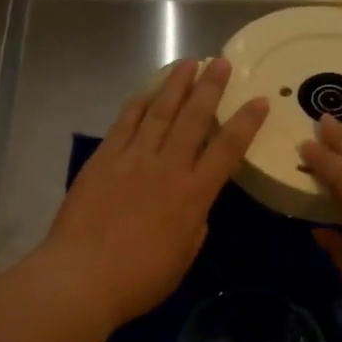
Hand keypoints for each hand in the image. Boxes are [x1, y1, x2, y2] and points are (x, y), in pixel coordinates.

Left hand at [38, 58, 267, 328]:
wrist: (82, 277)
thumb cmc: (138, 280)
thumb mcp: (182, 259)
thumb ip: (194, 227)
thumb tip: (195, 208)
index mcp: (193, 196)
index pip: (227, 150)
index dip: (246, 123)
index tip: (259, 101)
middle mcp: (167, 168)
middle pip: (194, 119)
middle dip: (210, 88)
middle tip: (221, 62)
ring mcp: (133, 159)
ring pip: (160, 112)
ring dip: (176, 85)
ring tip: (188, 62)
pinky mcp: (104, 159)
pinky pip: (124, 124)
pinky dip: (138, 104)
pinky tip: (146, 91)